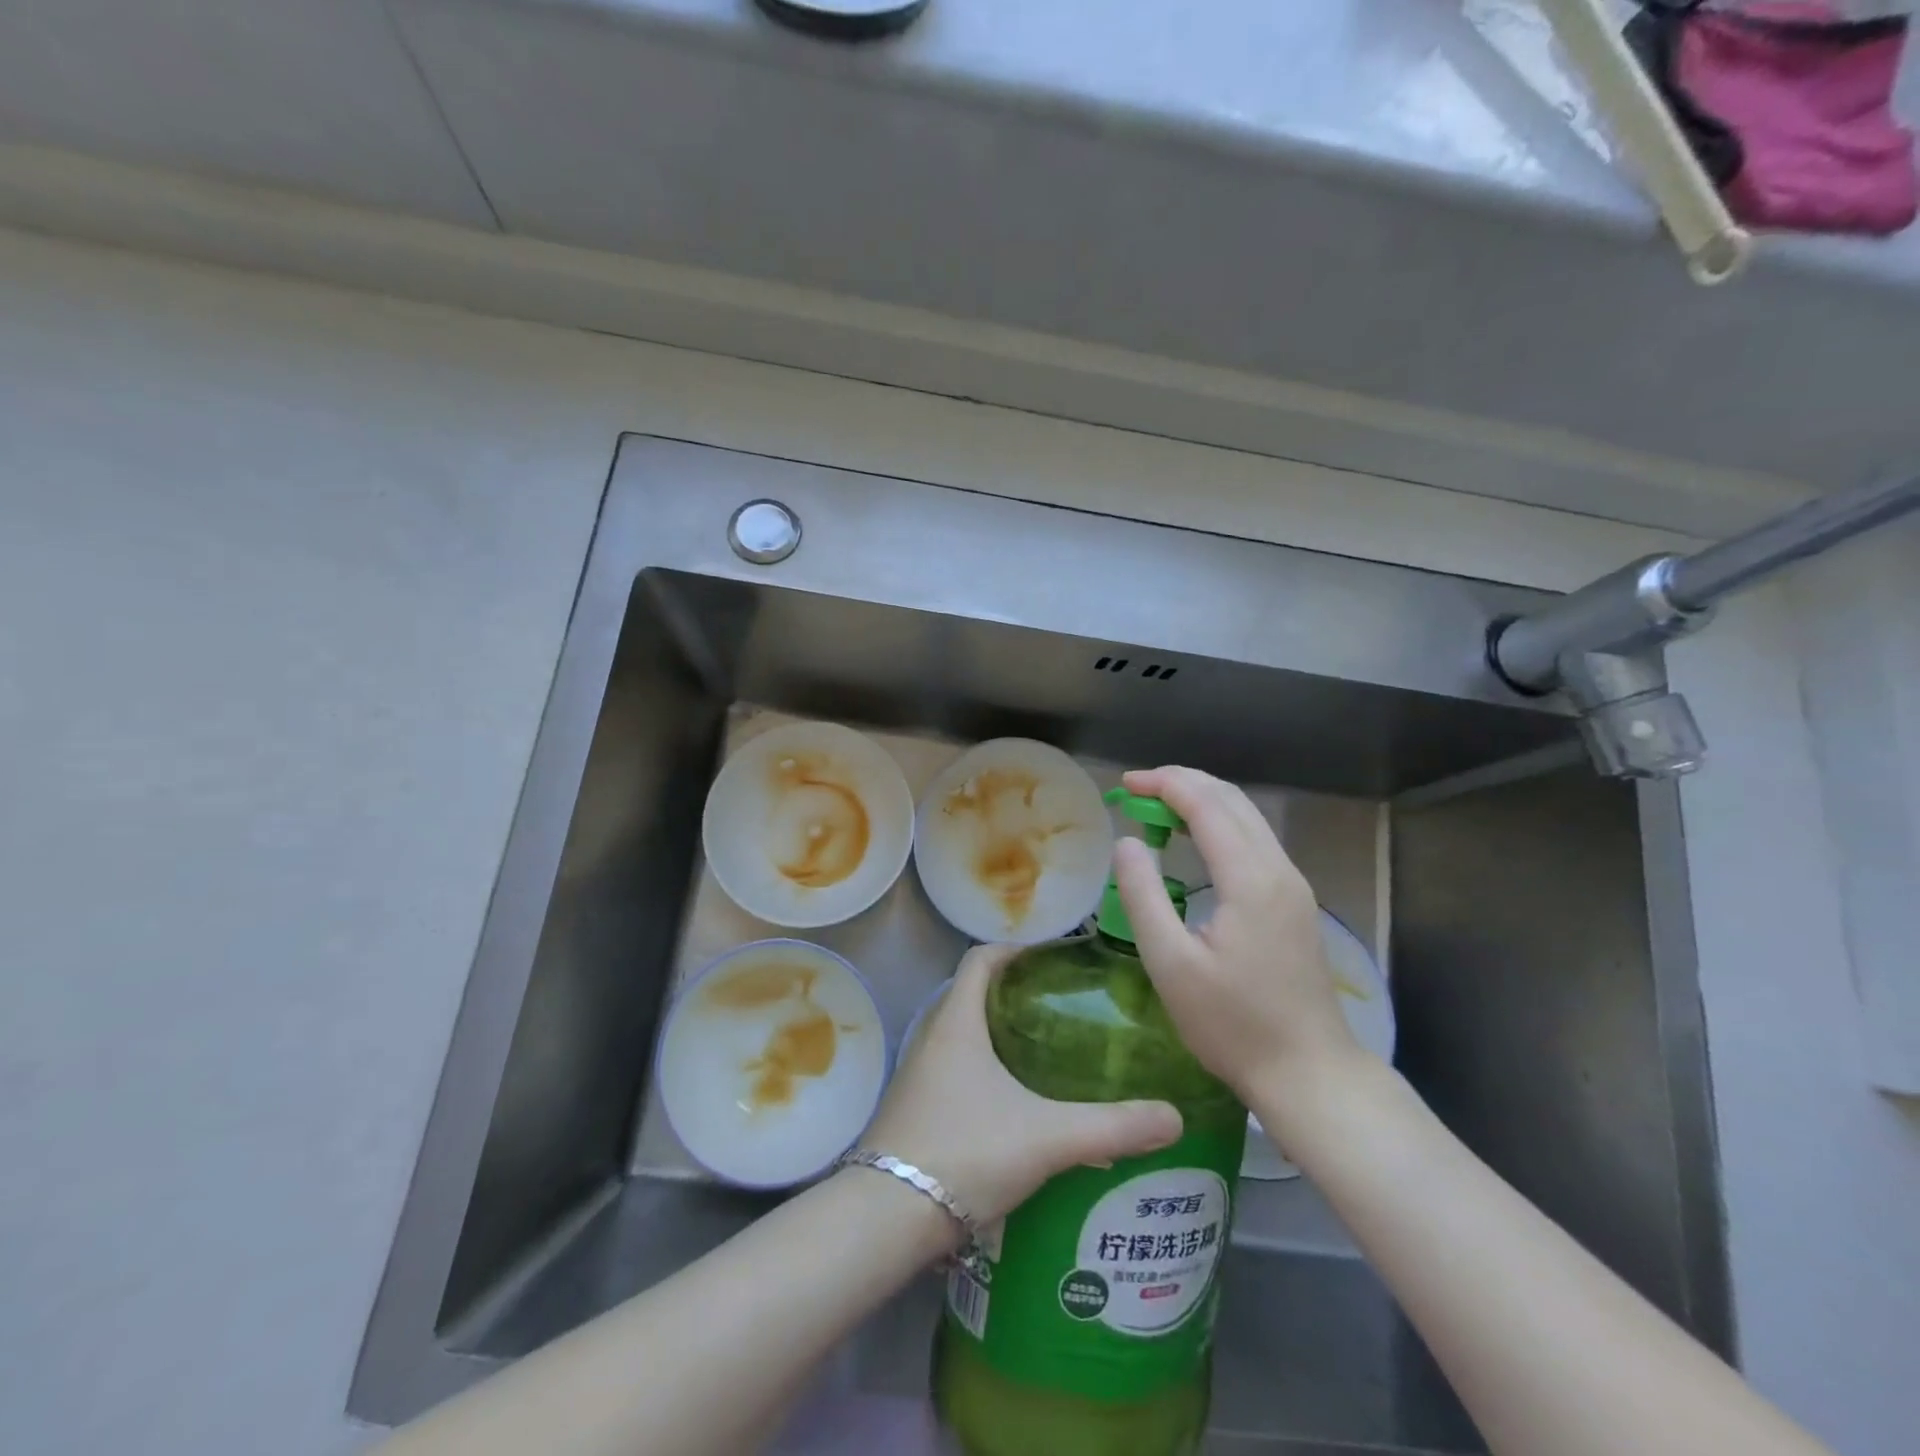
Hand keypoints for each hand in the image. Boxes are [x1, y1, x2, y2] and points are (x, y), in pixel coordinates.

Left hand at [862, 944, 1182, 1228]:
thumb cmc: (965, 1150)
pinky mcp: (917, 1111)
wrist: (888, 1216)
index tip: (1052, 957)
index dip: (1015, 949)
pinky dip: (987, 1073)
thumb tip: (1174, 1116)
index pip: (980, 959)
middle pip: (973, 996)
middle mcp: (933, 1038)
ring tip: (1050, 1054)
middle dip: (1015, 994)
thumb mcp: (1046, 1136)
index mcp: (957, 1022)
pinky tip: (1019, 1108)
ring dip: (1001, 1036)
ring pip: (964, 1037)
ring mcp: (920, 1076)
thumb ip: (1112, 1126)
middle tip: (1064, 1007)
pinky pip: (956, 1073)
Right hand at [1111, 766, 1369, 1109]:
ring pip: (1248, 817)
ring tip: (1157, 807)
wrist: (1309, 1073)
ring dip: (1203, 801)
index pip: (1207, 805)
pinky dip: (1220, 824)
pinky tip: (1194, 840)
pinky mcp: (1295, 902)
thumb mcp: (1171, 964)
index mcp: (1250, 879)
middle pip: (1233, 800)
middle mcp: (1279, 870)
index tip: (1124, 785)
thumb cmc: (1232, 1024)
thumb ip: (1143, 895)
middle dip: (1183, 782)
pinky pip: (1255, 840)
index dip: (1164, 784)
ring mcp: (1293, 885)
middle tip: (1136, 790)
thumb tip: (1127, 842)